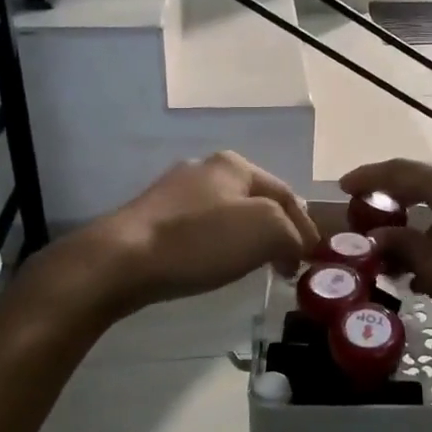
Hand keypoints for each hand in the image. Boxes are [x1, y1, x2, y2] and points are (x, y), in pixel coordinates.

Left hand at [23, 152, 319, 321]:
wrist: (119, 261)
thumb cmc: (199, 241)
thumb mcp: (266, 230)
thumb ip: (293, 233)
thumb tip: (296, 247)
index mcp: (235, 164)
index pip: (288, 193)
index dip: (306, 227)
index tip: (311, 260)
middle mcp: (206, 169)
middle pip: (258, 201)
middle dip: (278, 230)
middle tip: (288, 262)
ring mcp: (175, 192)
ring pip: (229, 214)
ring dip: (249, 239)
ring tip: (257, 266)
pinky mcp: (153, 217)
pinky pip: (202, 229)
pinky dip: (219, 245)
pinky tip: (216, 264)